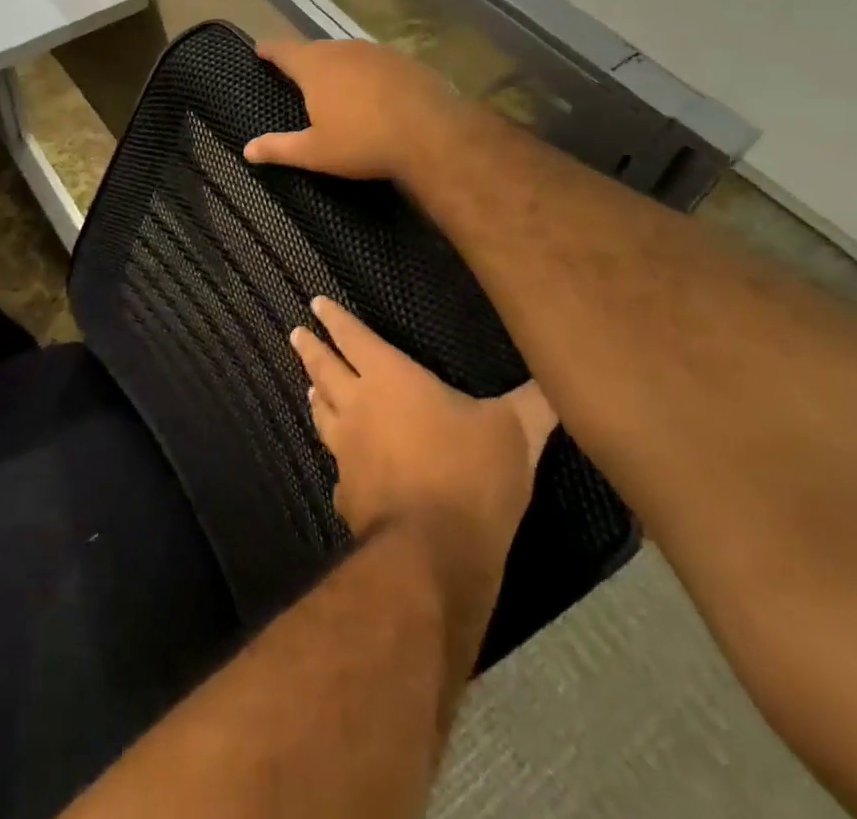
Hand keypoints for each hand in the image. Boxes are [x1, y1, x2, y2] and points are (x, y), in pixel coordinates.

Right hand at [244, 39, 466, 183]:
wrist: (433, 134)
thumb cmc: (363, 142)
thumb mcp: (315, 152)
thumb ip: (279, 148)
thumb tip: (247, 150)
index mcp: (315, 66)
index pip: (283, 49)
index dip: (269, 49)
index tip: (260, 50)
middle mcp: (343, 49)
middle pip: (315, 49)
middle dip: (304, 59)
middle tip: (296, 75)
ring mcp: (376, 52)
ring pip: (347, 53)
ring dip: (337, 65)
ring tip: (334, 84)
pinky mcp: (404, 60)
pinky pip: (375, 63)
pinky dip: (366, 74)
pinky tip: (372, 93)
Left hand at [291, 296, 556, 669]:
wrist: (434, 552)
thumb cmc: (470, 474)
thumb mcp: (515, 431)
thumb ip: (533, 402)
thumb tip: (560, 378)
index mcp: (390, 379)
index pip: (354, 338)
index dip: (335, 319)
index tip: (315, 304)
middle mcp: (358, 407)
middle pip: (325, 369)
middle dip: (312, 348)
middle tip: (295, 333)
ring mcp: (346, 451)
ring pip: (323, 414)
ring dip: (316, 396)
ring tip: (310, 389)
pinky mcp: (346, 493)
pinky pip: (337, 466)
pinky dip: (337, 457)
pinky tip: (340, 466)